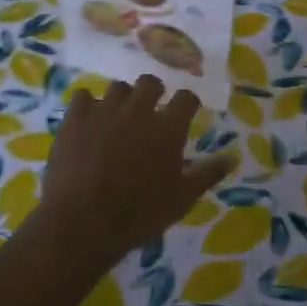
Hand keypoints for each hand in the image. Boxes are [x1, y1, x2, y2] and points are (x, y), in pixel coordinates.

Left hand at [35, 76, 235, 262]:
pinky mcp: (75, 118)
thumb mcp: (182, 199)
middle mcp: (138, 110)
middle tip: (151, 110)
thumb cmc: (139, 214)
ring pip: (117, 88)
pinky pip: (84, 96)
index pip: (186, 98)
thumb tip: (232, 157)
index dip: (188, 103)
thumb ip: (208, 173)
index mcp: (168, 128)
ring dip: (123, 98)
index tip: (186, 112)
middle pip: (150, 82)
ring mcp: (104, 111)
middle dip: (154, 92)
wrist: (82, 223)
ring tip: (119, 116)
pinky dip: (89, 105)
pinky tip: (89, 121)